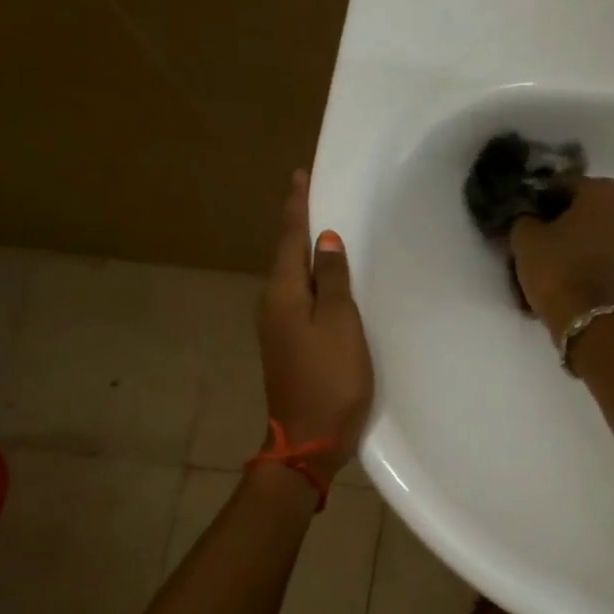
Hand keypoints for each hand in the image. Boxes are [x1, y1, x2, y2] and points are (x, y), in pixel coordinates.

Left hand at [256, 172, 373, 482]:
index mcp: (283, 294)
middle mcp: (272, 305)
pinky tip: (327, 282)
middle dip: (299, 226)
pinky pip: (300, 299)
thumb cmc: (331, 377)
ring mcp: (278, 328)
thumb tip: (325, 241)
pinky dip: (313, 282)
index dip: (297, 207)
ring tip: (325, 232)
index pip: (290, 239)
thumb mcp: (340, 323)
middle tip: (316, 197)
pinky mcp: (289, 346)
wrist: (310, 438)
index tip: (300, 175)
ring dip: (306, 254)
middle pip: (286, 256)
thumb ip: (333, 280)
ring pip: (293, 279)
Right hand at [509, 176, 613, 340]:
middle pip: (583, 204)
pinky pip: (600, 247)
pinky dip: (585, 251)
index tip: (525, 211)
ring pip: (593, 226)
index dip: (541, 196)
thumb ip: (524, 217)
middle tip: (536, 229)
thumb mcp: (525, 238)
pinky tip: (564, 263)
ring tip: (549, 249)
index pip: (564, 183)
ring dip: (574, 233)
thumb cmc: (556, 268)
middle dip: (561, 213)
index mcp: (601, 191)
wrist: (585, 318)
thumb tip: (528, 215)